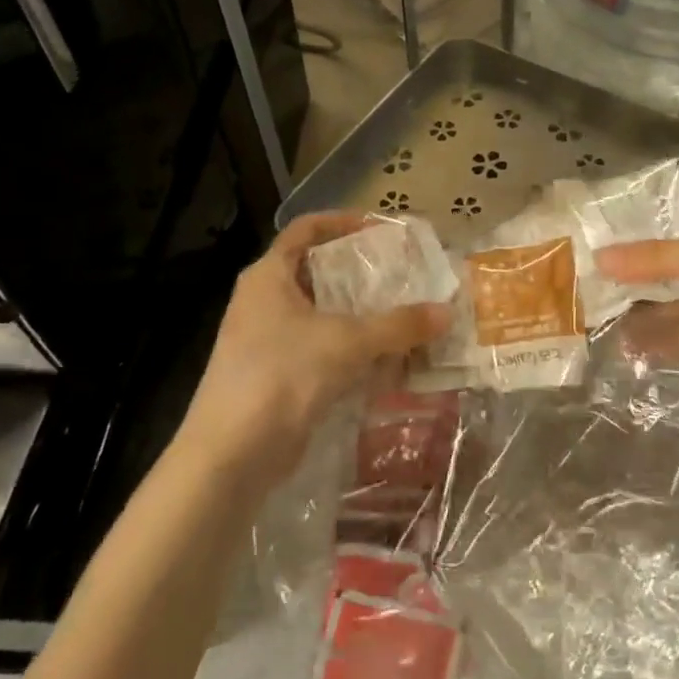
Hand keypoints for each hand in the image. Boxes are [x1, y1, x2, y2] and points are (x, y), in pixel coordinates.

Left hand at [179, 212, 450, 487]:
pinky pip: (322, 350)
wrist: (231, 456)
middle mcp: (264, 301)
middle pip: (318, 272)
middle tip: (404, 275)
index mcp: (269, 276)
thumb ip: (399, 325)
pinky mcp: (278, 376)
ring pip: (323, 315)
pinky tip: (388, 361)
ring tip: (404, 316)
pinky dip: (352, 351)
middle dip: (361, 274)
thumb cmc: (283, 375)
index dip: (343, 222)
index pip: (306, 229)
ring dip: (361, 316)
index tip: (381, 231)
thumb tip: (447, 312)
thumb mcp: (347, 342)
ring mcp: (268, 341)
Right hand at [598, 194, 678, 409]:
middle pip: (663, 263)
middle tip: (582, 287)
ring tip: (596, 323)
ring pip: (670, 300)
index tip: (587, 242)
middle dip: (629, 277)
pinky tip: (628, 348)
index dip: (629, 231)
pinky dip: (660, 340)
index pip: (665, 219)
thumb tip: (599, 258)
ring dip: (640, 312)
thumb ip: (658, 258)